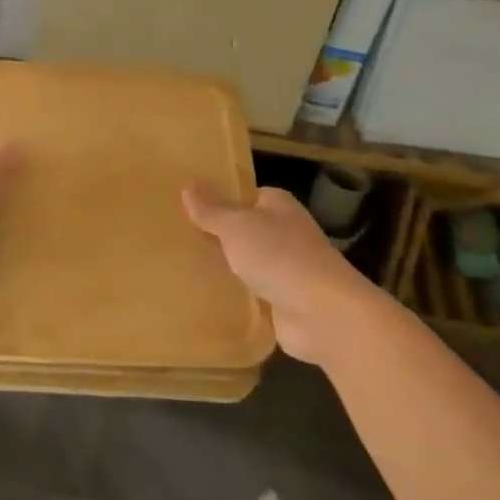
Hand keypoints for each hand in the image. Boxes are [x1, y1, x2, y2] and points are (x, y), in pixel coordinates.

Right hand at [183, 184, 373, 363]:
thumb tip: (188, 185)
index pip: (246, 196)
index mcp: (278, 206)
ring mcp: (287, 269)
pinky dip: (234, 297)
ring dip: (226, 268)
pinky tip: (205, 298)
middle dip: (218, 236)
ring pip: (247, 263)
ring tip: (183, 267)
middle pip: (245, 230)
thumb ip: (211, 210)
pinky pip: (251, 294)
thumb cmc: (279, 256)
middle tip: (178, 238)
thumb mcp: (236, 226)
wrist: (322, 314)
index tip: (188, 207)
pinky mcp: (284, 302)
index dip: (220, 200)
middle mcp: (285, 233)